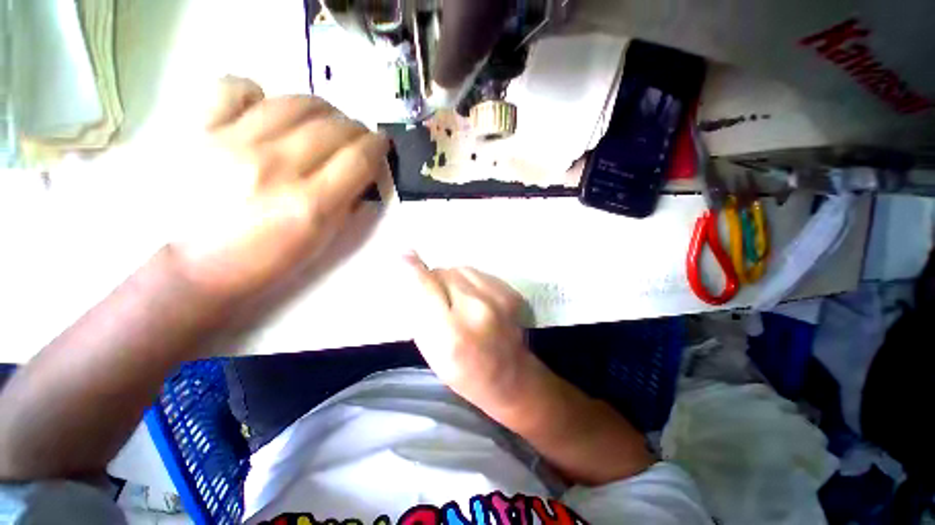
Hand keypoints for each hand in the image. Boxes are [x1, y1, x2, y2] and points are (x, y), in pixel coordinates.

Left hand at [173, 77, 389, 299]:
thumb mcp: (322, 240)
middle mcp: (276, 167)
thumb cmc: (268, 259)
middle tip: (355, 136)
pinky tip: (265, 111)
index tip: (380, 144)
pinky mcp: (200, 130)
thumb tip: (363, 172)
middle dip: (355, 127)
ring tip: (322, 121)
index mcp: (310, 204)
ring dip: (321, 109)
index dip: (377, 145)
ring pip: (294, 102)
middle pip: (333, 127)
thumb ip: (347, 203)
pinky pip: (235, 87)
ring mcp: (234, 143)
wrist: (197, 264)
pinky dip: (258, 94)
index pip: (359, 158)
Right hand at [404, 252, 536, 407]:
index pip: (427, 287)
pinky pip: (480, 273)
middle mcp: (478, 310)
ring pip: (462, 269)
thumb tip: (413, 274)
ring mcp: (499, 298)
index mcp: (452, 333)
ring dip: (454, 279)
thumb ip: (421, 312)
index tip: (405, 253)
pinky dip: (471, 282)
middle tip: (440, 299)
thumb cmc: (463, 371)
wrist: (510, 377)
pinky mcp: (511, 292)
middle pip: (445, 273)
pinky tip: (476, 300)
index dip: (414, 269)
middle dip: (436, 281)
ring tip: (459, 300)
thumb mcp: (432, 351)